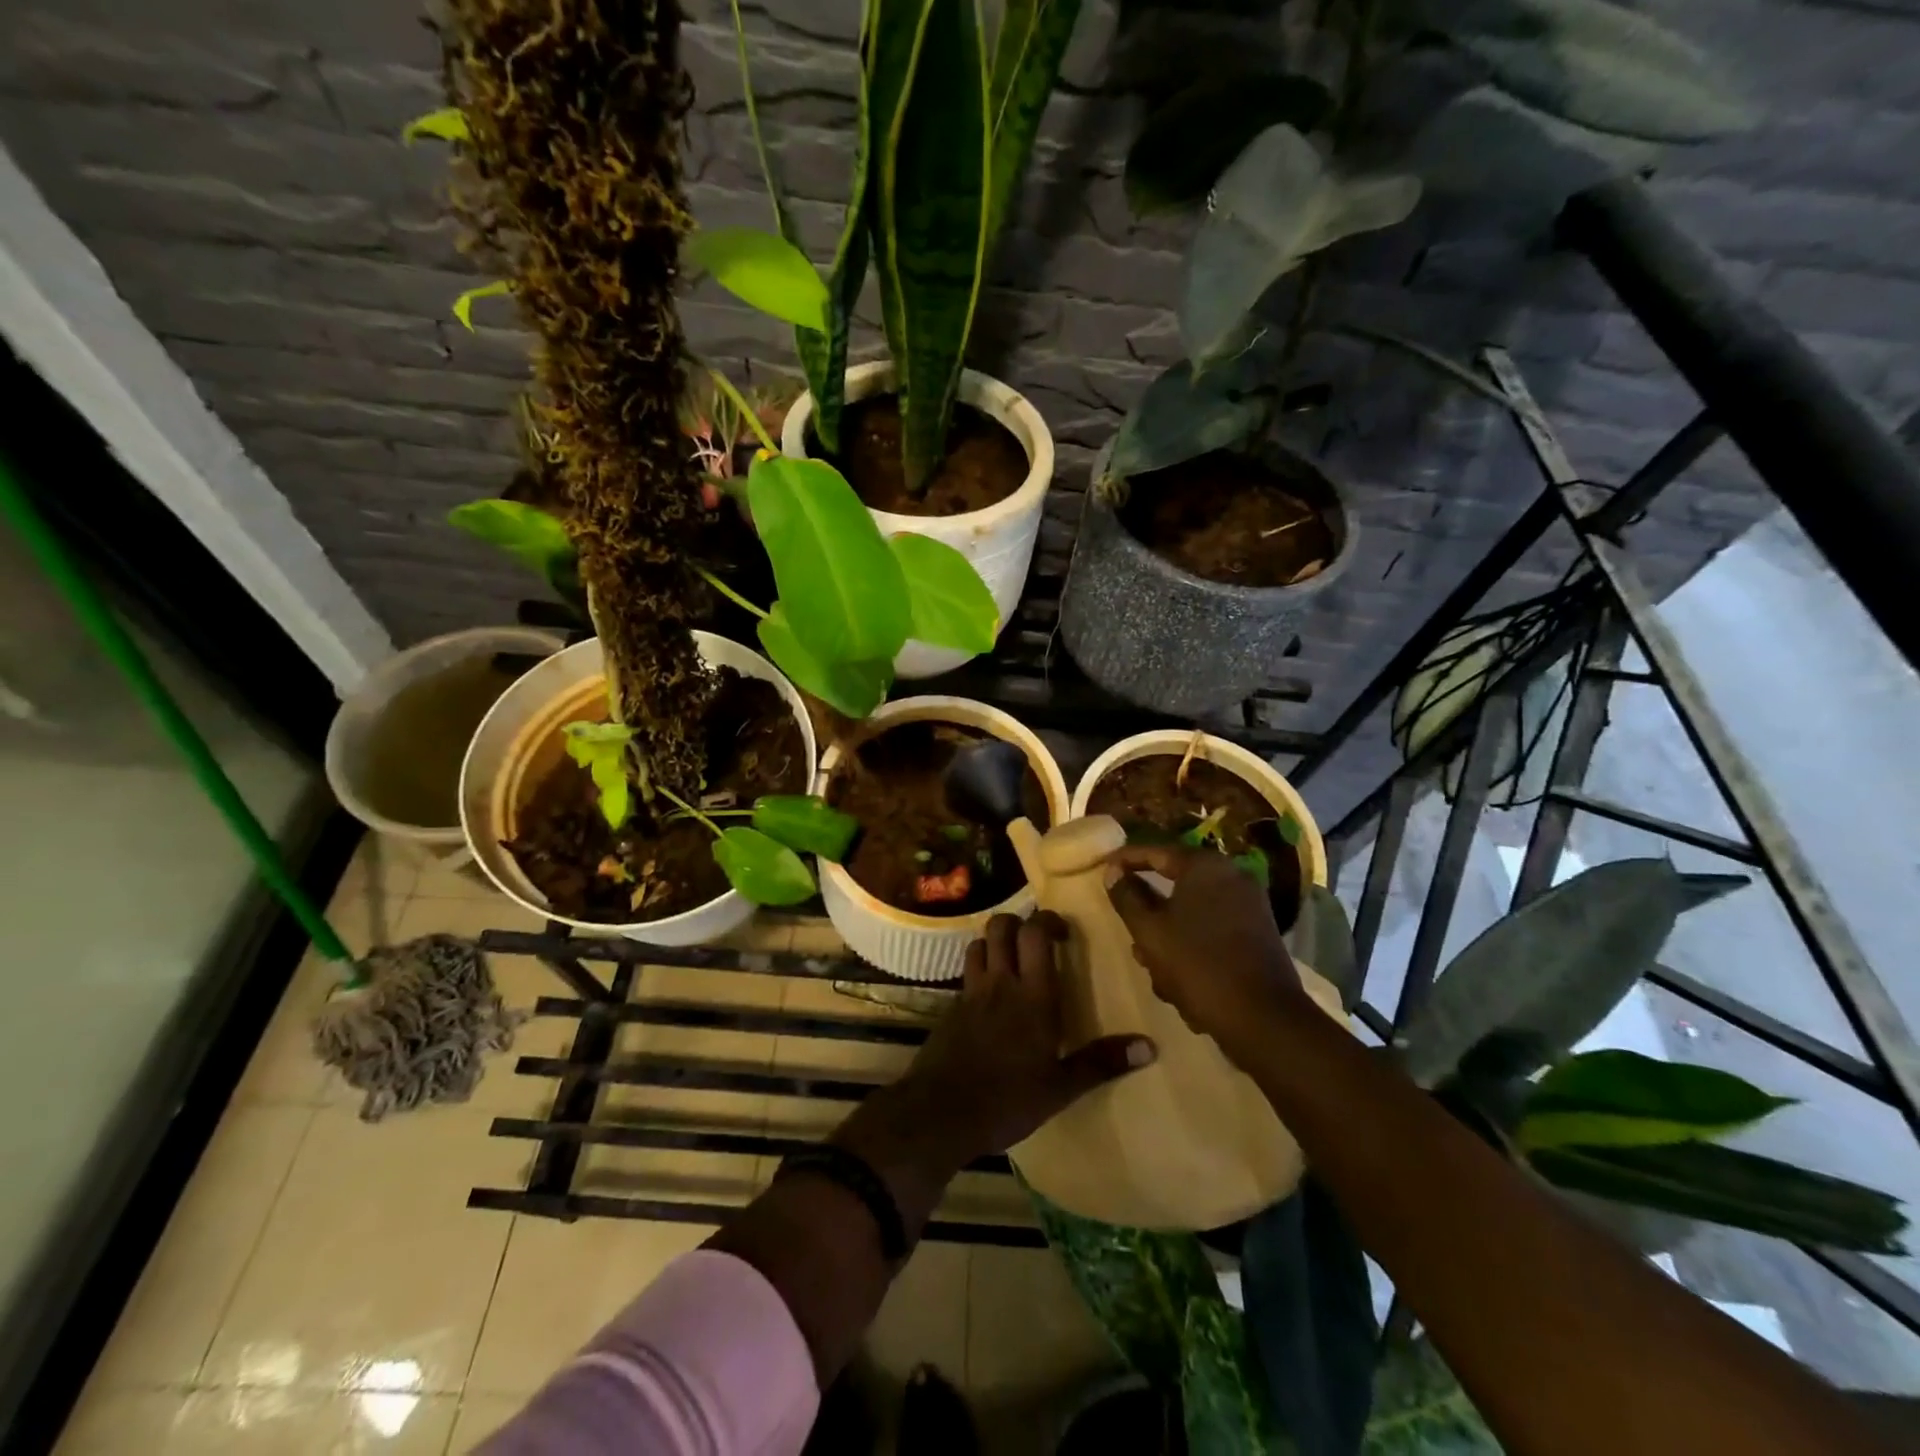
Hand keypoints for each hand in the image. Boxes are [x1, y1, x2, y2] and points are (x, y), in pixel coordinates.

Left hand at [891, 912, 1155, 1163]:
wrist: (940, 1112)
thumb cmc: (1008, 1099)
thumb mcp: (1061, 1087)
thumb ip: (1102, 1062)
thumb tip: (1149, 1046)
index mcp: (1032, 994)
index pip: (1035, 933)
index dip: (1048, 920)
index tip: (1063, 932)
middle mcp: (1000, 983)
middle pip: (1001, 926)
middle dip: (1019, 922)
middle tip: (1037, 940)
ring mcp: (971, 993)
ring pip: (978, 943)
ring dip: (994, 942)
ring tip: (1011, 960)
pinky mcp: (950, 1008)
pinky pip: (966, 974)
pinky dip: (979, 971)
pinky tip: (989, 996)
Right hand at [1105, 843, 1309, 1046]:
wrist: (1263, 1018)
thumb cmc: (1198, 965)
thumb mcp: (1149, 931)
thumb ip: (1127, 896)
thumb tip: (1113, 872)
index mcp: (1205, 867)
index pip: (1155, 851)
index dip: (1125, 859)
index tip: (1103, 868)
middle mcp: (1232, 877)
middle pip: (1175, 886)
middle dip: (1150, 914)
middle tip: (1131, 934)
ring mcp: (1249, 906)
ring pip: (1192, 913)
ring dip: (1169, 939)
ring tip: (1155, 973)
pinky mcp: (1259, 934)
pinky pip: (1213, 931)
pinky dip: (1193, 949)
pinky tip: (1181, 984)